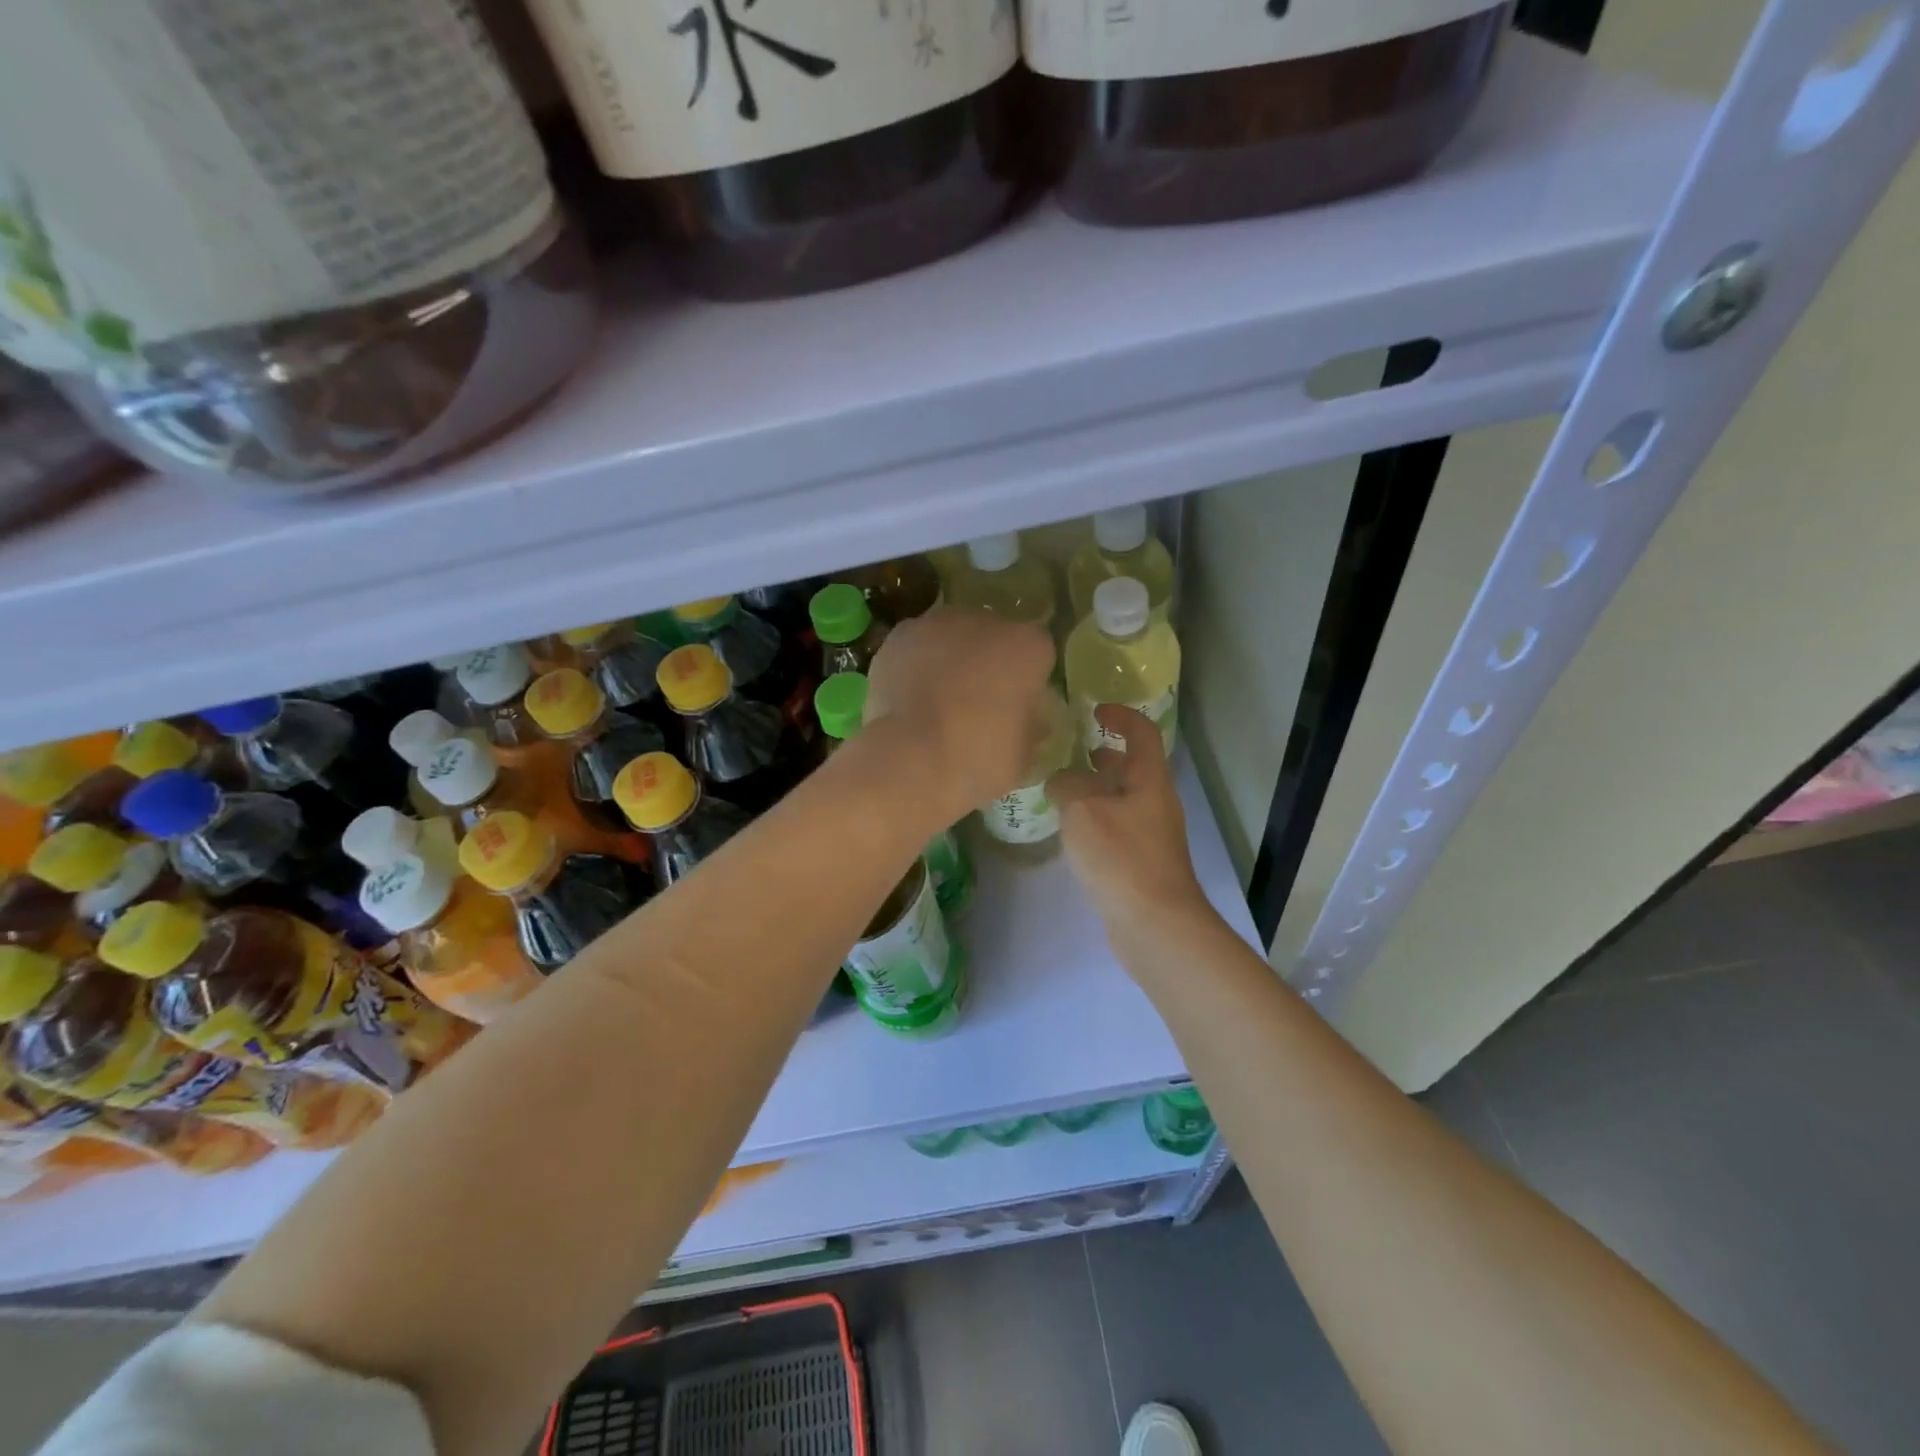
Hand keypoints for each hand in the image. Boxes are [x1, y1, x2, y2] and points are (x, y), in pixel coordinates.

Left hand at [863, 607, 1055, 820]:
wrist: (912, 760)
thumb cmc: (980, 759)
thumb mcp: (1024, 753)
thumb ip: (1028, 724)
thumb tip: (1022, 719)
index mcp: (1028, 646)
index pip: (1037, 653)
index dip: (1026, 680)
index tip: (1015, 706)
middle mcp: (985, 622)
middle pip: (991, 636)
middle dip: (986, 662)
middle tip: (975, 702)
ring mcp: (937, 624)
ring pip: (951, 637)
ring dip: (948, 660)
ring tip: (936, 702)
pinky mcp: (899, 636)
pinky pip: (916, 649)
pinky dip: (914, 667)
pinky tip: (909, 699)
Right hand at [1050, 706, 1210, 939]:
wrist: (1154, 924)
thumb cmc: (1121, 857)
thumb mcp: (1082, 810)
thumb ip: (1067, 786)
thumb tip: (1062, 782)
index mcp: (1150, 780)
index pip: (1142, 733)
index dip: (1121, 715)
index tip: (1094, 710)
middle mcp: (1156, 803)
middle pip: (1134, 767)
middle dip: (1105, 755)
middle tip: (1072, 754)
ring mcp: (1152, 835)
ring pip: (1124, 799)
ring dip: (1098, 790)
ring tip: (1063, 792)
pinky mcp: (1143, 863)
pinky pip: (1118, 827)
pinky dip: (1097, 818)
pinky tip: (1073, 833)